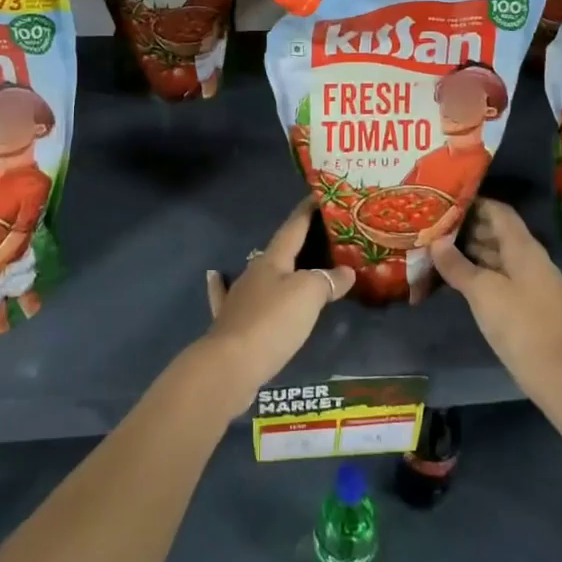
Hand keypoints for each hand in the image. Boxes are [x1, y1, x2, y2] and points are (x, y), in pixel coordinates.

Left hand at [200, 199, 353, 413]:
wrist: (230, 365)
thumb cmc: (273, 322)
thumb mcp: (309, 295)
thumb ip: (328, 280)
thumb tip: (345, 272)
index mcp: (273, 260)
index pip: (293, 227)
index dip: (307, 212)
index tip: (318, 196)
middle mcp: (254, 273)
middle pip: (278, 251)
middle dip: (297, 242)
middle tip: (319, 238)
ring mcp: (238, 297)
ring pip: (260, 274)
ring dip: (275, 267)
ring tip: (289, 262)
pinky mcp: (230, 322)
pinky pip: (227, 296)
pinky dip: (222, 284)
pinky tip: (215, 275)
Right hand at [431, 199, 561, 396]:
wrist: (557, 373)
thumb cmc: (519, 323)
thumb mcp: (482, 291)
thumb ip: (457, 264)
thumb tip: (435, 241)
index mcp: (524, 247)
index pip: (499, 211)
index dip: (475, 203)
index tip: (446, 203)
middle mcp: (531, 258)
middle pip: (499, 232)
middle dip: (469, 228)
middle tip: (436, 227)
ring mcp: (533, 281)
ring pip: (500, 255)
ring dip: (474, 251)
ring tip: (441, 250)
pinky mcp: (530, 303)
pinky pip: (503, 275)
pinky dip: (482, 272)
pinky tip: (460, 279)